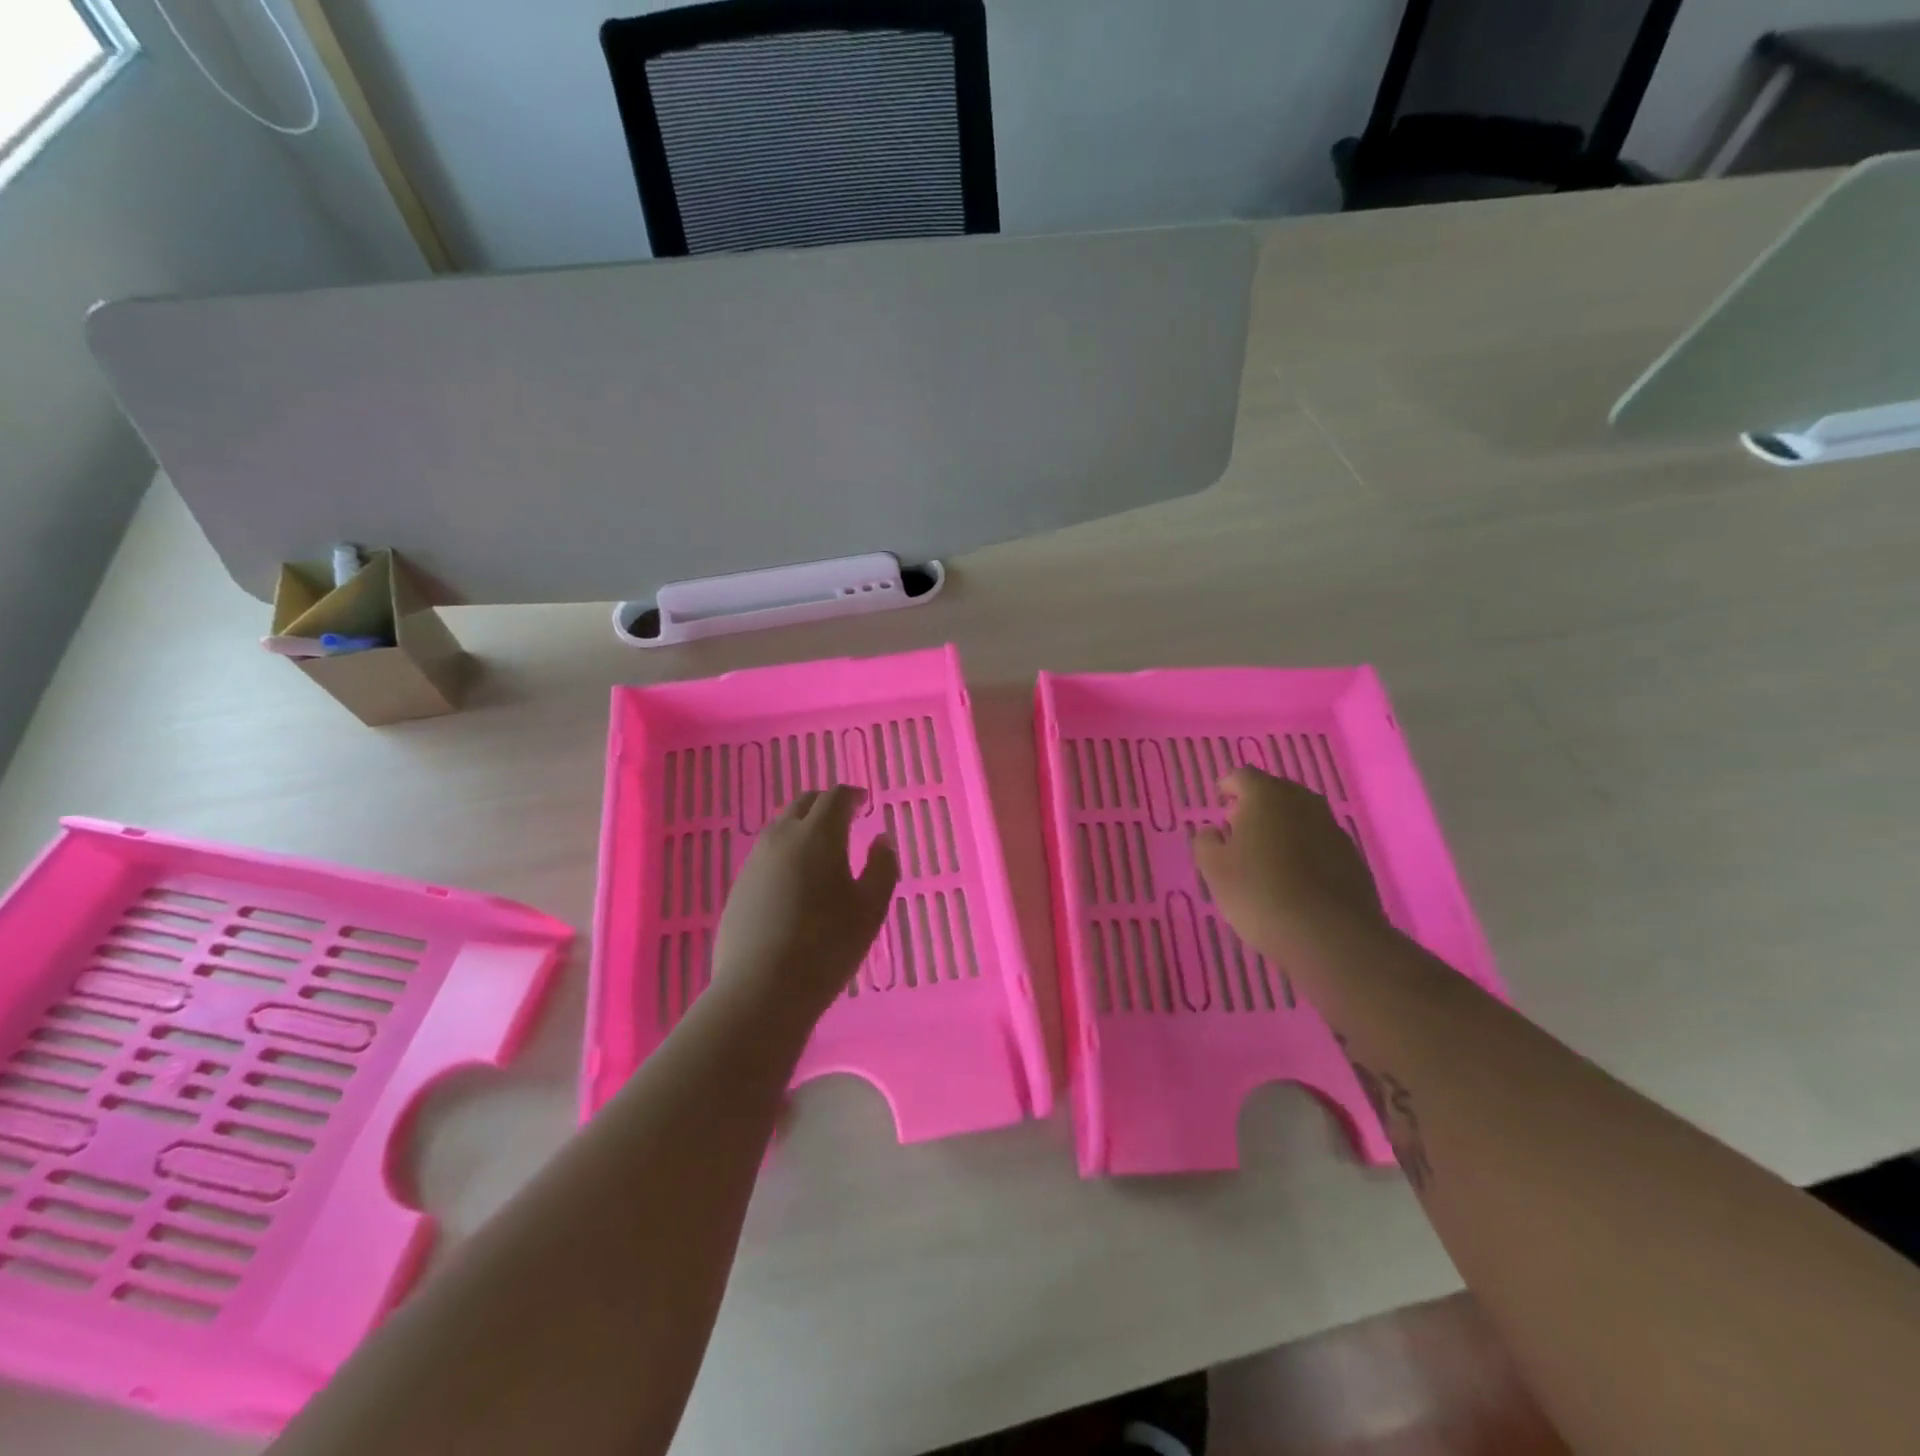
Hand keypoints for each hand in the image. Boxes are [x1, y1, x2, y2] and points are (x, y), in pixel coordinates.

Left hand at [710, 785, 898, 1028]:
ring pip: (781, 826)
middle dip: (826, 804)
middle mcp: (782, 837)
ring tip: (821, 847)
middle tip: (845, 818)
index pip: (835, 798)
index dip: (852, 796)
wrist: (761, 989)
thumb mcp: (871, 909)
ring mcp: (755, 861)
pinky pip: (767, 853)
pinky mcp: (739, 886)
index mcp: (818, 835)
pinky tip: (795, 878)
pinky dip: (786, 850)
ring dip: (803, 826)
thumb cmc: (827, 946)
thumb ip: (882, 867)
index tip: (864, 802)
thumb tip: (881, 840)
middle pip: (804, 804)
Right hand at [1192, 767, 1385, 957]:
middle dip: (1257, 804)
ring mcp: (1332, 829)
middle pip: (1276, 791)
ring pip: (1301, 816)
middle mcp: (1303, 803)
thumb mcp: (1214, 870)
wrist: (1329, 936)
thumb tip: (1212, 831)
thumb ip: (1206, 843)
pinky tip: (1295, 876)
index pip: (1243, 776)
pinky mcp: (1352, 857)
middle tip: (1239, 827)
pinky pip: (1320, 841)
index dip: (1229, 786)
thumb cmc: (1259, 893)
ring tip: (1266, 853)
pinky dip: (1305, 848)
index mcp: (1266, 797)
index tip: (1220, 801)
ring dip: (1283, 826)